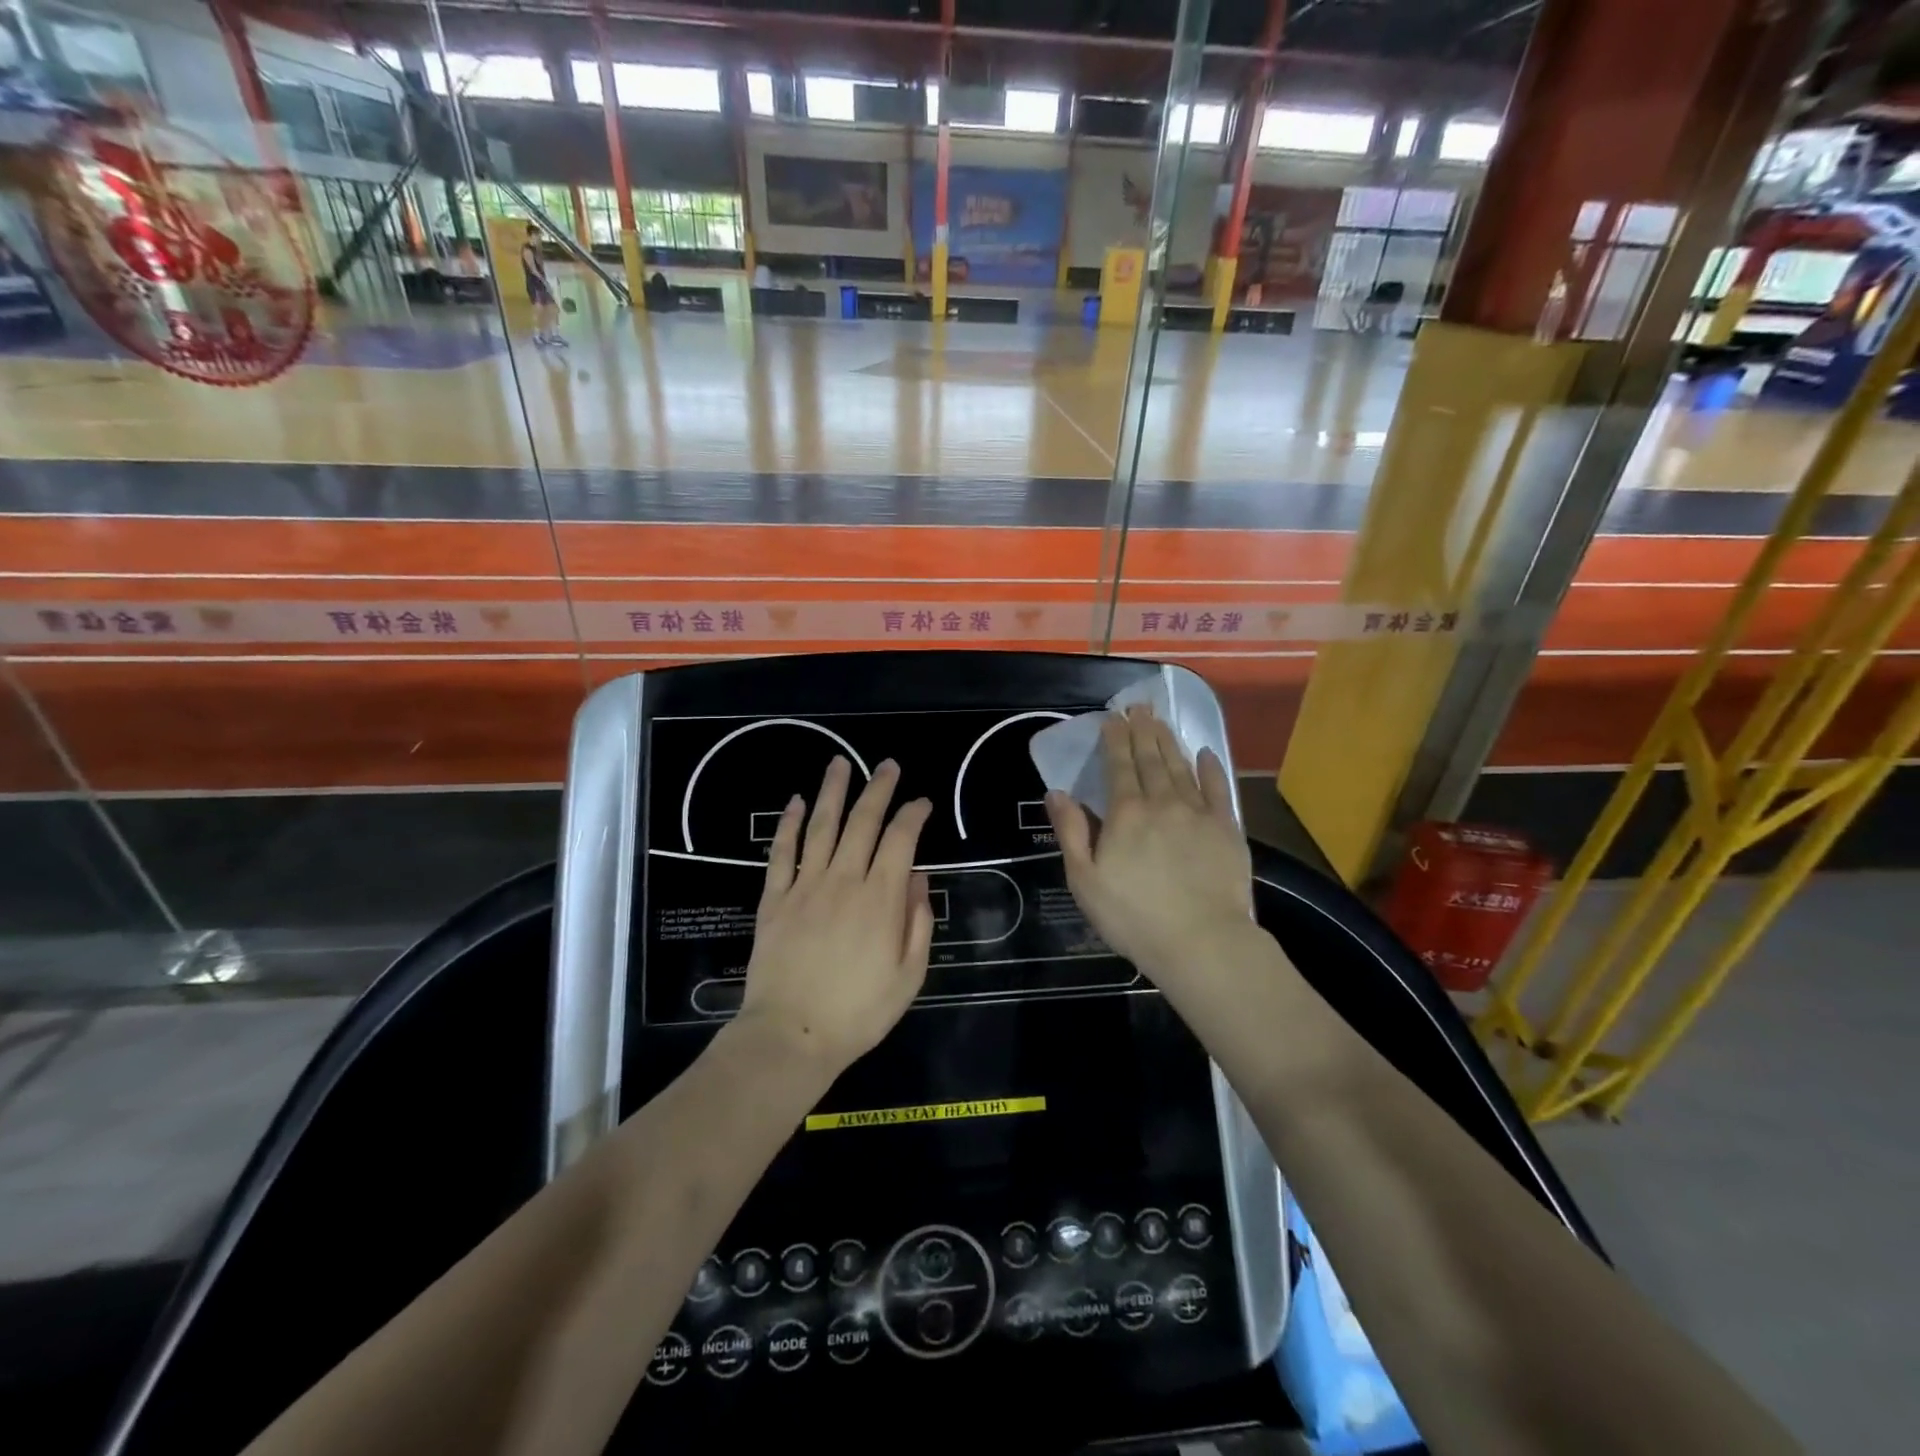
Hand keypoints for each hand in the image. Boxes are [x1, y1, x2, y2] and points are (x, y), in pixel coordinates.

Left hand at [738, 757, 934, 1074]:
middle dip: (878, 789)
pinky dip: (787, 825)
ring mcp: (805, 887)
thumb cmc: (858, 1012)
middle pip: (862, 822)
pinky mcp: (774, 900)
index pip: (900, 840)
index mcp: (880, 899)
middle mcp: (843, 881)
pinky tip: (794, 803)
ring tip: (840, 763)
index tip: (922, 802)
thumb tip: (919, 877)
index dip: (913, 815)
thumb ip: (918, 922)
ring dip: (832, 792)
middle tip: (888, 765)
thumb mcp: (908, 976)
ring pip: (820, 827)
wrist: (791, 1036)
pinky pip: (781, 853)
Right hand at [1046, 706, 1252, 984]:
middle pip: (1150, 759)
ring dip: (1169, 742)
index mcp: (1126, 813)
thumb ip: (1071, 832)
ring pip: (1181, 767)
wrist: (1202, 942)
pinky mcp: (1227, 829)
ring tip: (1161, 721)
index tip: (1113, 718)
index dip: (1114, 739)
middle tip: (1139, 707)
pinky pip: (1218, 789)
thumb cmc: (1133, 916)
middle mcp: (1162, 802)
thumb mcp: (1085, 880)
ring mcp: (1198, 813)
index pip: (1118, 765)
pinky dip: (1211, 768)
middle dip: (1142, 730)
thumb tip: (1056, 792)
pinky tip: (1206, 753)